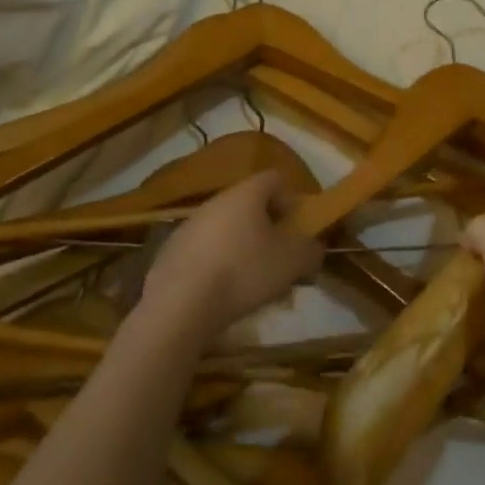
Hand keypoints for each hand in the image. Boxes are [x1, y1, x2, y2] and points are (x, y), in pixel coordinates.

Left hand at [140, 171, 320, 338]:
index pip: (275, 179)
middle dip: (267, 231)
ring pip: (226, 230)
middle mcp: (217, 200)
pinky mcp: (170, 252)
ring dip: (242, 249)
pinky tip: (220, 295)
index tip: (296, 230)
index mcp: (247, 193)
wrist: (178, 306)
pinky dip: (216, 266)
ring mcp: (189, 225)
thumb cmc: (242, 272)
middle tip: (277, 262)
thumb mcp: (291, 263)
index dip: (291, 200)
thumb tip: (313, 249)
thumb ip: (310, 252)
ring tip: (250, 285)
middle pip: (250, 206)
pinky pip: (204, 251)